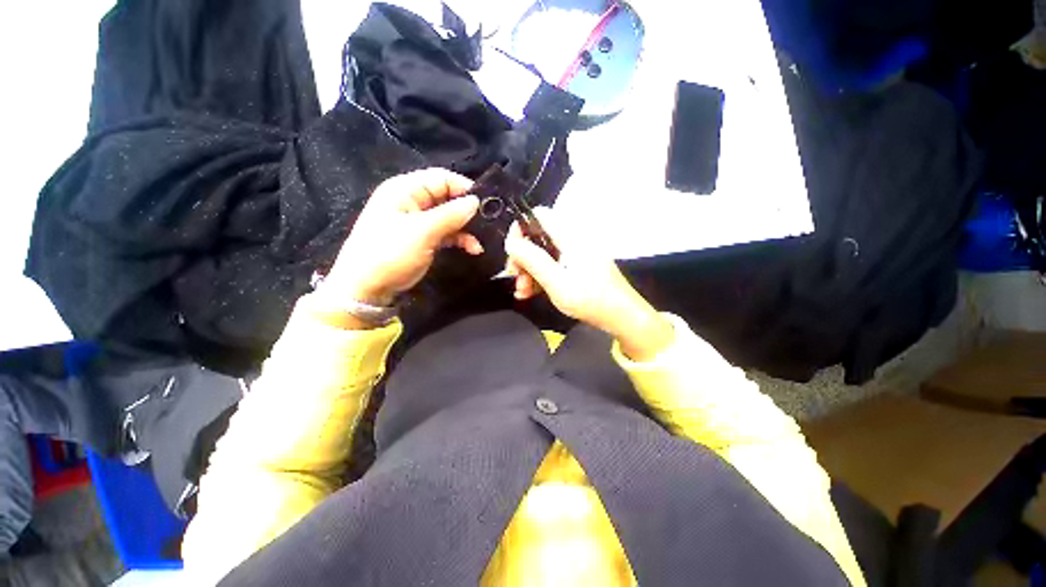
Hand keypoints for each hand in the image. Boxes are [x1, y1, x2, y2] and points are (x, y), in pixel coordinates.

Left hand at [323, 168, 480, 306]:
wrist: (367, 288)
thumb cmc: (390, 253)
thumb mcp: (422, 232)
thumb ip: (450, 215)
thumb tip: (476, 201)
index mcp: (405, 189)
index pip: (441, 178)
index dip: (464, 188)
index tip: (485, 203)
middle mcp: (413, 201)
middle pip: (447, 197)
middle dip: (467, 210)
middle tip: (489, 223)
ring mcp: (418, 221)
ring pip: (449, 216)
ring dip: (466, 228)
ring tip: (481, 242)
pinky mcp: (423, 238)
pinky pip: (447, 232)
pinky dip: (460, 239)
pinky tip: (473, 249)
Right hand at [504, 209, 673, 361]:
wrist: (623, 317)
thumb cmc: (590, 299)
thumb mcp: (557, 282)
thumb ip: (532, 260)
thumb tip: (511, 242)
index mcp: (570, 236)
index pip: (539, 215)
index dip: (521, 229)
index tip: (512, 253)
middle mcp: (572, 240)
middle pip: (538, 238)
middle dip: (523, 257)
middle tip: (515, 278)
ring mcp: (576, 255)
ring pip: (544, 254)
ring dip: (529, 271)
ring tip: (522, 292)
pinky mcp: (577, 267)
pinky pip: (554, 266)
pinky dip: (541, 277)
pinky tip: (530, 293)